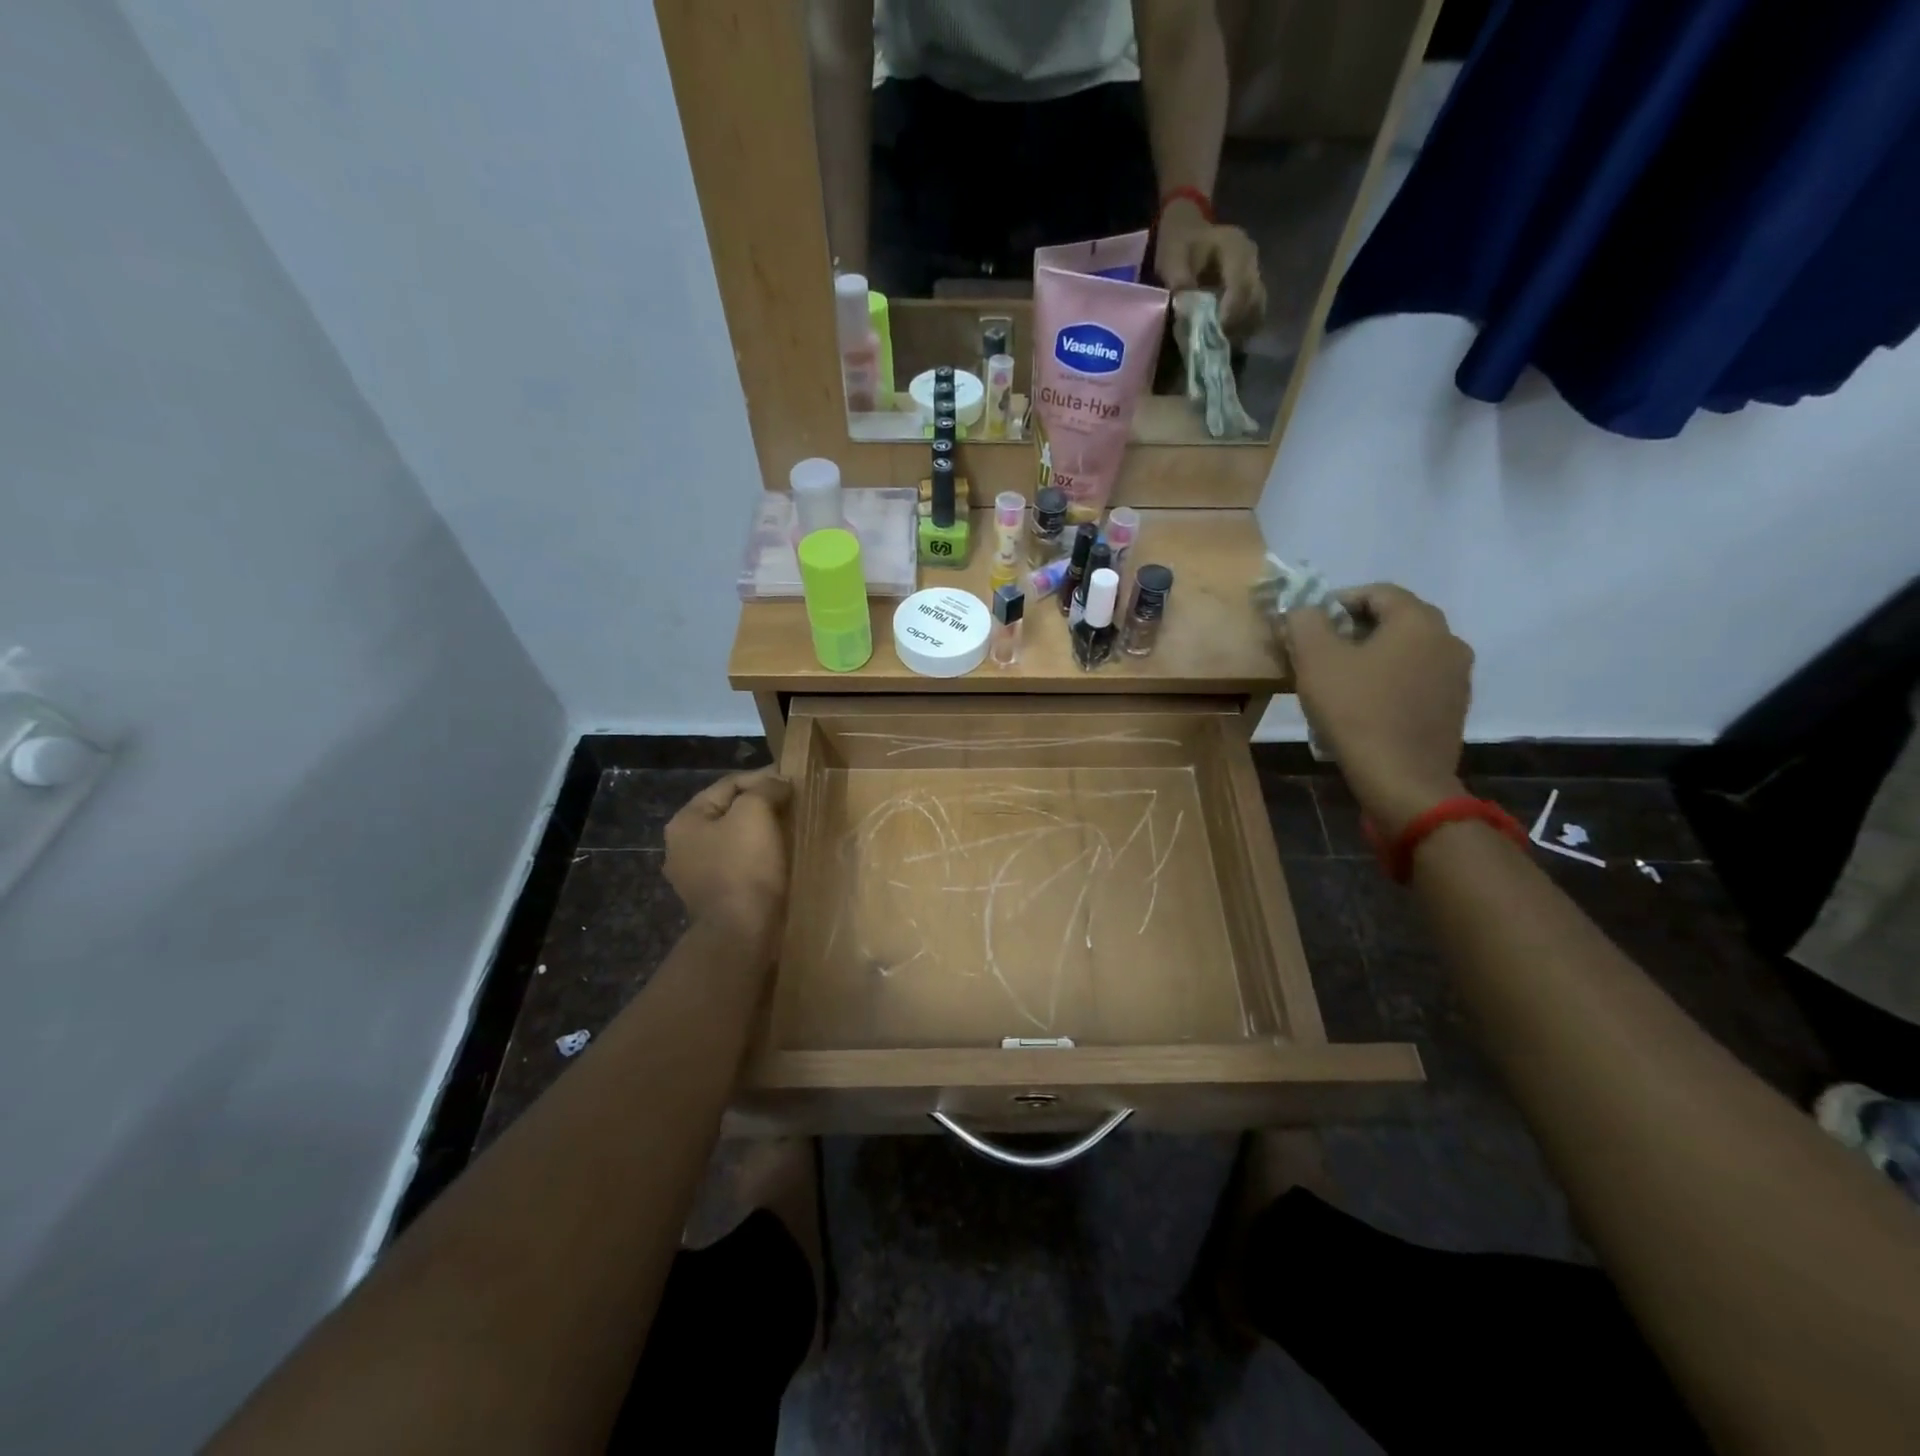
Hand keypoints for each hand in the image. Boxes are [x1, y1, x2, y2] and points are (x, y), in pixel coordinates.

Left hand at [664, 767, 792, 948]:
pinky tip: (779, 858)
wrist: (741, 932)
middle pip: (730, 811)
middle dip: (762, 805)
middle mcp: (682, 846)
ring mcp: (696, 875)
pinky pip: (739, 865)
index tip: (794, 781)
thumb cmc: (745, 866)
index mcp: (685, 821)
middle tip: (794, 804)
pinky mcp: (714, 897)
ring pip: (735, 839)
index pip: (729, 784)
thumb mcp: (755, 813)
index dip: (763, 777)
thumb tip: (777, 784)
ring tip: (791, 829)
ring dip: (762, 832)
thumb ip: (765, 788)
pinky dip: (759, 857)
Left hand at [1154, 204, 1266, 339]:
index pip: (1241, 285)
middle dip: (1235, 326)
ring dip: (1239, 330)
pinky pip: (1254, 313)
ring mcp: (1256, 274)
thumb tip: (1185, 307)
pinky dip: (1241, 329)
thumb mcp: (1172, 257)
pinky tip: (1223, 338)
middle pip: (1254, 300)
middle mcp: (1252, 260)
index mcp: (1235, 247)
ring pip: (1257, 309)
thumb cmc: (1179, 244)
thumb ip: (1179, 279)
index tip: (1215, 333)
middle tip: (1213, 344)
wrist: (1189, 231)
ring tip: (1217, 343)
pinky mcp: (1253, 288)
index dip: (1230, 312)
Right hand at [1283, 585, 1473, 836]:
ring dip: (1373, 657)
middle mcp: (1448, 639)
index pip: (1377, 592)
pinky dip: (1390, 683)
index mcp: (1418, 620)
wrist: (1401, 778)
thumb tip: (1303, 609)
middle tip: (1320, 652)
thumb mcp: (1315, 659)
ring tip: (1340, 682)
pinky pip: (1416, 681)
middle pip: (1395, 621)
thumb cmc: (1356, 711)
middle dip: (1354, 630)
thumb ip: (1305, 622)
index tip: (1309, 624)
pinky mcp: (1454, 708)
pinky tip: (1365, 707)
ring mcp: (1457, 676)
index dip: (1337, 601)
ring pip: (1407, 652)